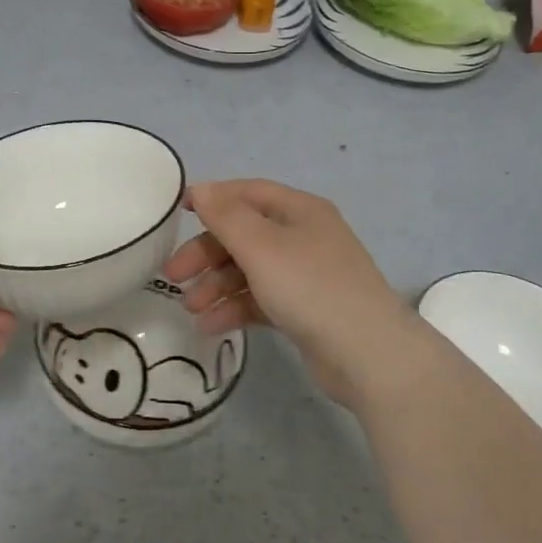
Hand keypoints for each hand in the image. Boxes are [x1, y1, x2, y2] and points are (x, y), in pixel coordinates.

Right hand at [163, 180, 422, 402]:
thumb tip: (202, 188)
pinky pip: (261, 300)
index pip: (247, 193)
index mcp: (299, 210)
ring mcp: (306, 275)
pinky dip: (235, 308)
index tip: (178, 213)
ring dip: (216, 286)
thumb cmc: (310, 287)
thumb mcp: (261, 246)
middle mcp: (303, 237)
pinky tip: (210, 326)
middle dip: (206, 253)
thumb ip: (226, 216)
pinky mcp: (304, 310)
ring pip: (249, 270)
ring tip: (190, 309)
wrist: (368, 354)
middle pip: (244, 234)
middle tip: (172, 276)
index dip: (212, 198)